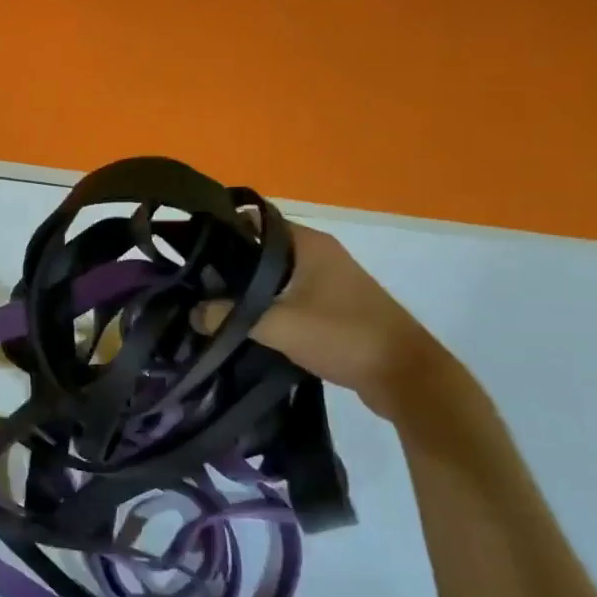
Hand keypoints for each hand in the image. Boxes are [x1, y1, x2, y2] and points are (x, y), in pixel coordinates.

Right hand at [192, 223, 459, 420]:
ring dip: (247, 288)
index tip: (190, 248)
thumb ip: (231, 316)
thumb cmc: (344, 335)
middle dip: (229, 263)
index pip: (254, 221)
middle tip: (193, 281)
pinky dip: (265, 304)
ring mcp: (328, 280)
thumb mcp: (279, 325)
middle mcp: (318, 254)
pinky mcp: (332, 306)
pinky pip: (287, 295)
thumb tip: (193, 312)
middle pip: (261, 249)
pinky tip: (242, 323)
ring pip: (274, 275)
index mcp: (308, 243)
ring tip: (208, 303)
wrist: (405, 376)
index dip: (222, 230)